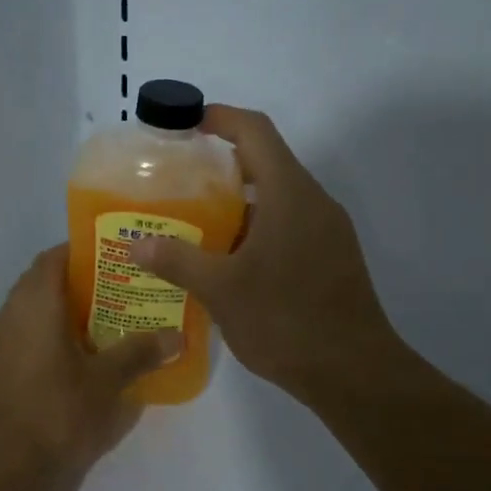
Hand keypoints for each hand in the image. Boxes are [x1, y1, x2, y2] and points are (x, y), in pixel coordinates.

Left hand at [0, 246, 179, 488]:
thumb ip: (140, 353)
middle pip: (45, 282)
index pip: (56, 256)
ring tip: (107, 324)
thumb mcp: (105, 382)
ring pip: (33, 311)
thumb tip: (178, 336)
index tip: (118, 259)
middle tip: (122, 292)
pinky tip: (78, 359)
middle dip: (81, 284)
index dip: (86, 252)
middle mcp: (10, 312)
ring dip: (65, 312)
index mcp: (34, 302)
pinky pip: (25, 336)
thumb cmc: (54, 412)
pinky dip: (50, 336)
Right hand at [130, 105, 399, 403]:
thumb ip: (177, 261)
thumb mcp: (221, 290)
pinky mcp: (333, 258)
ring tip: (196, 222)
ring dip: (239, 202)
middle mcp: (314, 203)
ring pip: (279, 198)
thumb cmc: (286, 320)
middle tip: (180, 181)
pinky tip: (229, 260)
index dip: (221, 118)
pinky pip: (290, 225)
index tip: (187, 124)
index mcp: (290, 194)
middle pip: (268, 162)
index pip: (256, 132)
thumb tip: (136, 245)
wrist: (353, 372)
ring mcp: (328, 232)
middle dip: (223, 164)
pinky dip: (257, 228)